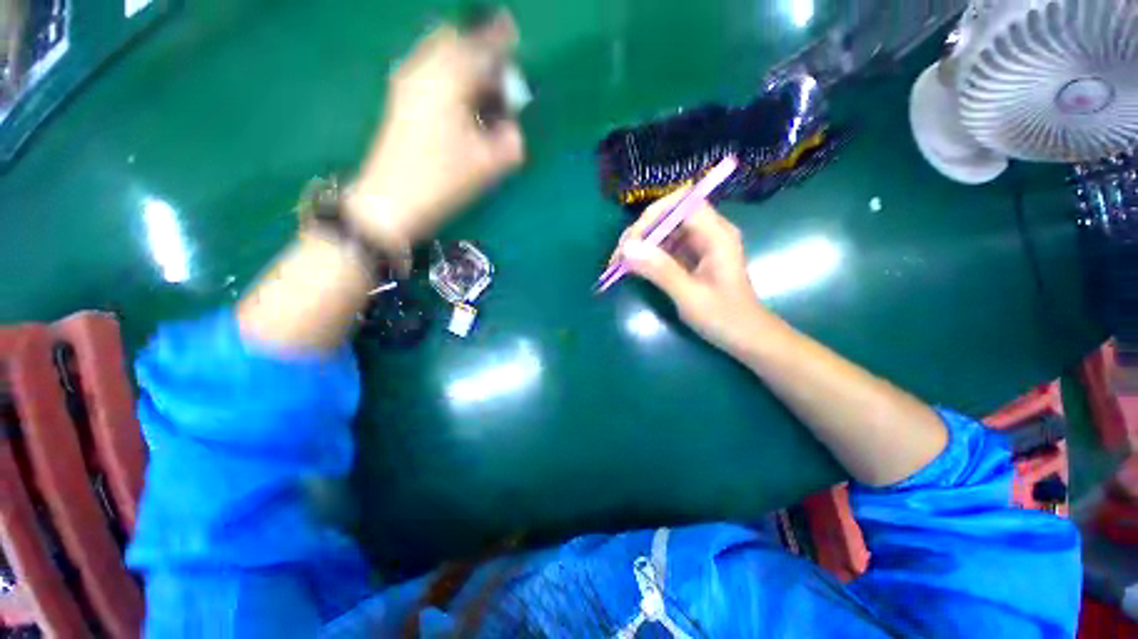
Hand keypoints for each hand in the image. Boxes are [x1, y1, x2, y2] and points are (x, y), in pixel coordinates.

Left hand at [346, 11, 524, 248]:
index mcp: (448, 80)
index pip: (478, 47)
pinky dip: (447, 74)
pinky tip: (459, 101)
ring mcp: (406, 83)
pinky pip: (427, 70)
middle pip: (451, 40)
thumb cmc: (442, 179)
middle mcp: (423, 71)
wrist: (392, 199)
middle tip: (495, 73)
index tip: (512, 33)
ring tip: (480, 89)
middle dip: (476, 48)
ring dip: (461, 61)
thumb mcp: (487, 164)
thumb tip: (513, 129)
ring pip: (437, 54)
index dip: (497, 39)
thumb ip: (510, 143)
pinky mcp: (400, 100)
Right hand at [613, 189, 770, 353]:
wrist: (745, 336)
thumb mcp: (690, 295)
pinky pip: (665, 246)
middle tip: (619, 256)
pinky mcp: (691, 257)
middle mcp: (709, 232)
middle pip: (669, 215)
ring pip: (664, 230)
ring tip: (619, 263)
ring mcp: (700, 244)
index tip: (631, 241)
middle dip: (641, 231)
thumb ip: (660, 270)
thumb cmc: (724, 317)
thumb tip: (627, 248)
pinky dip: (647, 255)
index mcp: (717, 235)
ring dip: (640, 243)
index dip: (653, 216)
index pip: (682, 204)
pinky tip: (632, 267)